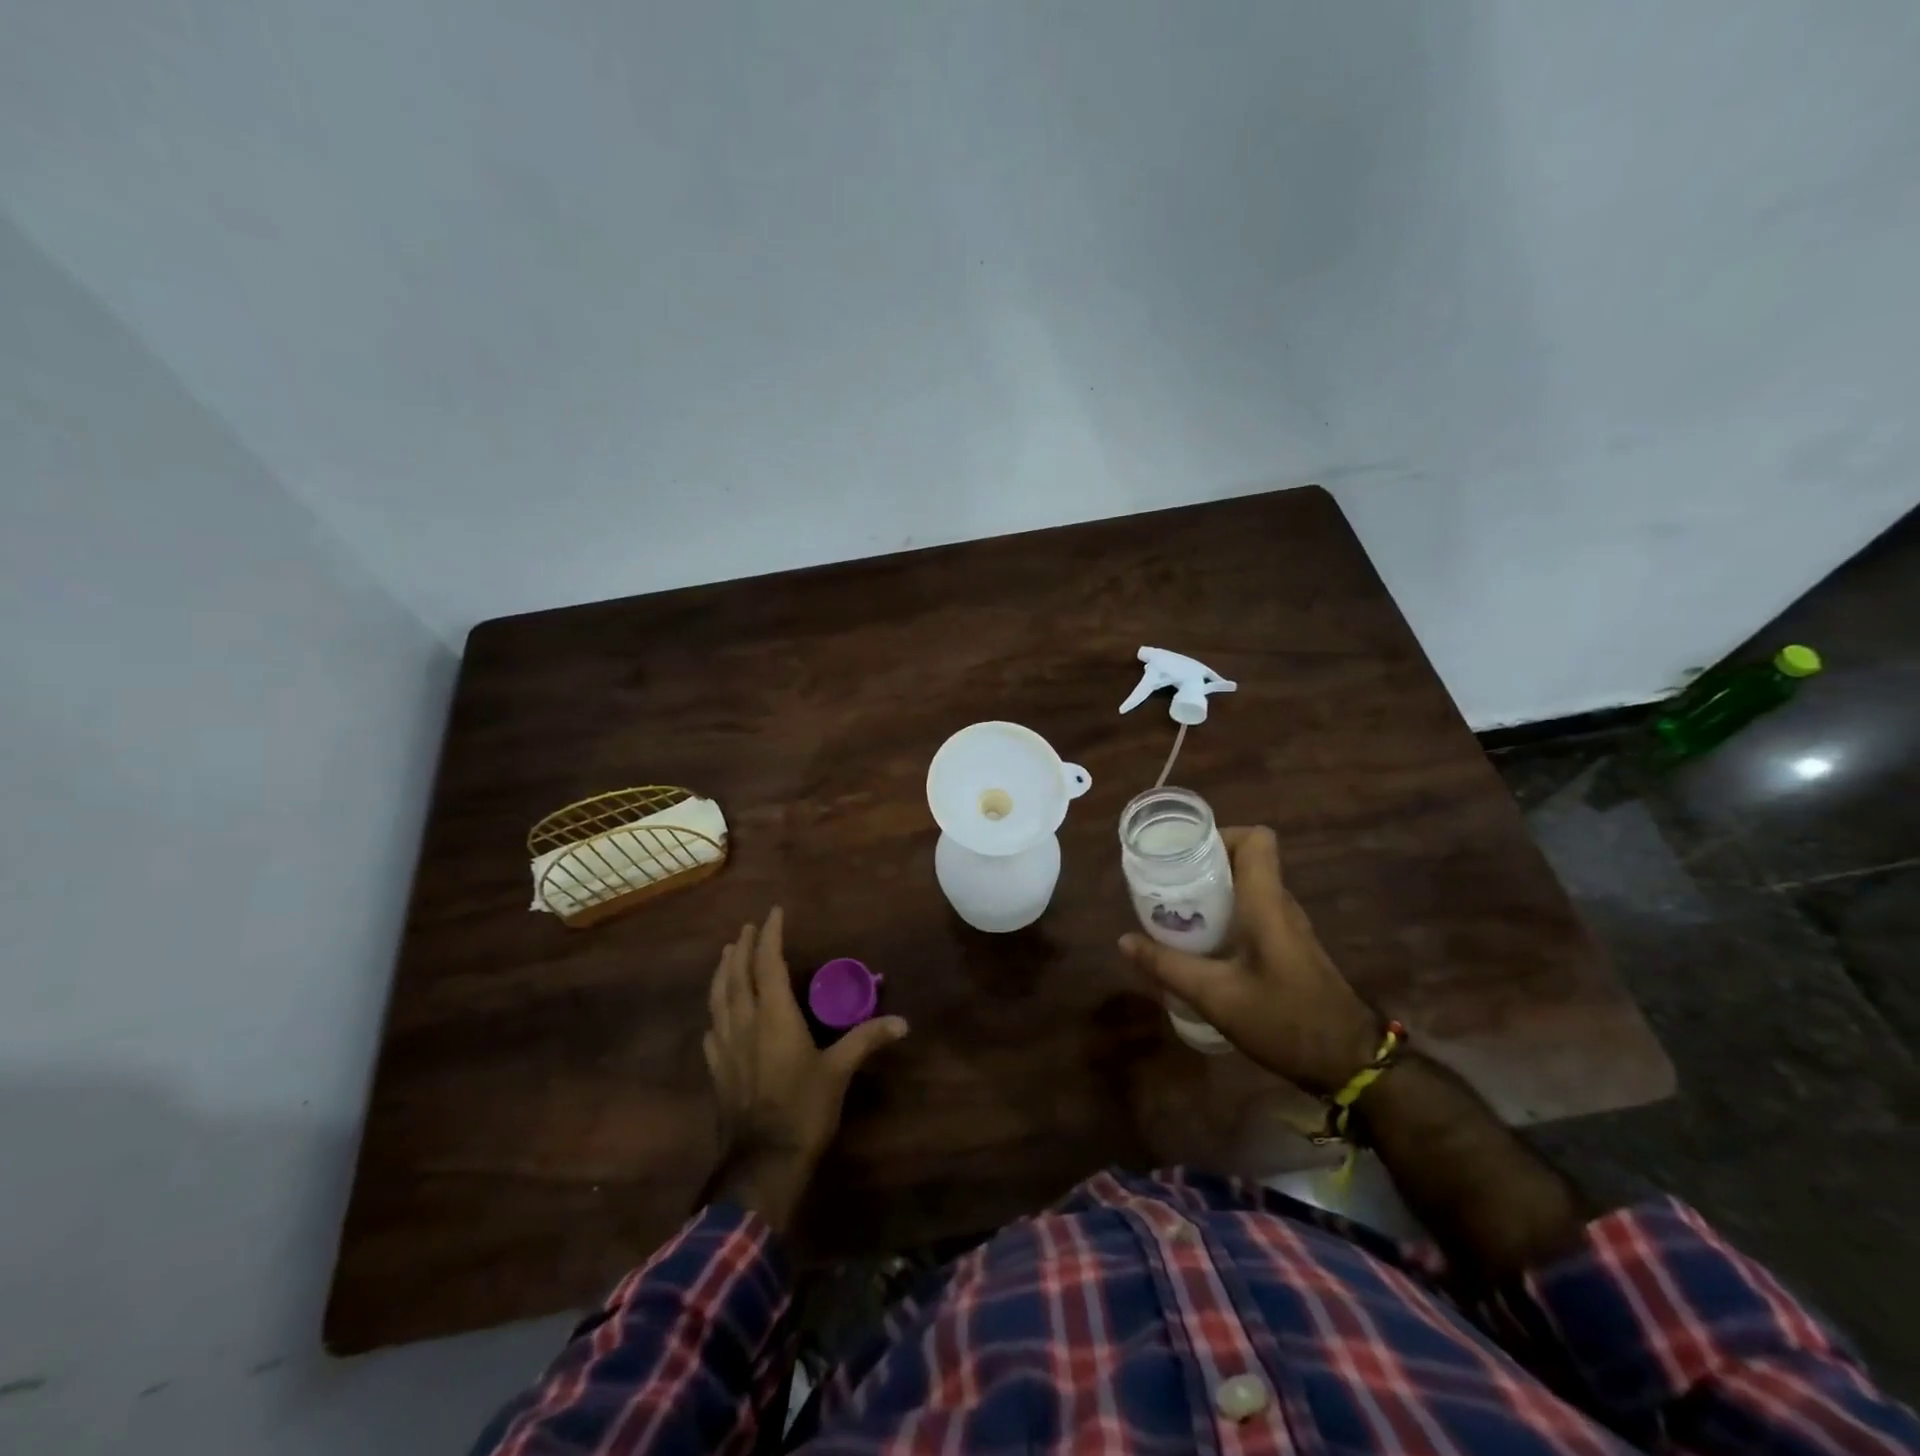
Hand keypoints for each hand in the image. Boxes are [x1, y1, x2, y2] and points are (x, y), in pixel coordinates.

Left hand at [703, 907, 907, 1229]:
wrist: (762, 1162)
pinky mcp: (717, 1072)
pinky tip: (716, 1019)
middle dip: (744, 948)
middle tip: (748, 929)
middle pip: (738, 976)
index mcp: (774, 1016)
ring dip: (722, 974)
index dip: (770, 936)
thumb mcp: (839, 1071)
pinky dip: (715, 1015)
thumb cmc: (804, 1109)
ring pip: (718, 1000)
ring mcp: (725, 1048)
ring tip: (727, 956)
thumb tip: (902, 1022)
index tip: (774, 913)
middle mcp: (745, 1024)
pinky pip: (711, 1033)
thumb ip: (866, 1040)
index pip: (768, 965)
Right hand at [1119, 826, 1379, 1095]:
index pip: (1256, 839)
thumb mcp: (1216, 997)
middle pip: (1245, 860)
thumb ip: (1168, 967)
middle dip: (1203, 864)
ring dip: (1213, 892)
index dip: (1220, 835)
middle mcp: (1280, 905)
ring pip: (1248, 888)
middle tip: (1166, 884)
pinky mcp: (1289, 949)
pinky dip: (1226, 915)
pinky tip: (1202, 944)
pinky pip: (1253, 912)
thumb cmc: (1285, 1021)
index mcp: (1266, 903)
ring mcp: (1288, 927)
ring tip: (1176, 911)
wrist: (1350, 1063)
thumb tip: (1124, 941)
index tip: (1184, 855)